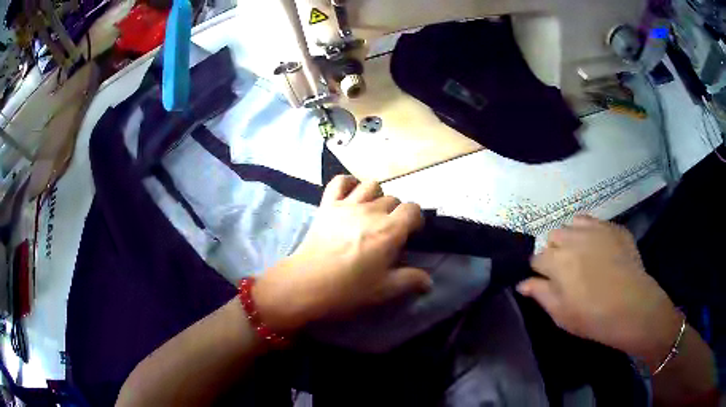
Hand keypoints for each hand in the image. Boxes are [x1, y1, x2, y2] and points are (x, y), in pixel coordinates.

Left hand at [253, 175, 431, 331]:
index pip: (412, 209)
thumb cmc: (349, 288)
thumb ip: (410, 280)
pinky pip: (339, 182)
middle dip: (396, 212)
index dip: (415, 219)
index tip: (411, 232)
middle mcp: (372, 211)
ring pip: (371, 185)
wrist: (308, 283)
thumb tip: (429, 282)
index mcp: (390, 230)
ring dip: (376, 196)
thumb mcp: (384, 289)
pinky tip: (351, 194)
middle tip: (389, 230)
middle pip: (393, 199)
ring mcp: (348, 204)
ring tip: (372, 212)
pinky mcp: (328, 204)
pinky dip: (348, 183)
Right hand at [517, 215, 682, 369]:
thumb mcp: (560, 313)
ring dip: (572, 237)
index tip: (547, 282)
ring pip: (573, 224)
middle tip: (566, 271)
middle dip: (555, 251)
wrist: (632, 307)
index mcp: (557, 260)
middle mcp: (573, 237)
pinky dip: (591, 231)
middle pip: (554, 236)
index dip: (539, 271)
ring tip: (582, 255)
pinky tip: (600, 249)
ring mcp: (596, 229)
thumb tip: (521, 283)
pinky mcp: (614, 228)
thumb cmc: (592, 316)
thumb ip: (540, 294)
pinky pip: (595, 222)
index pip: (537, 258)